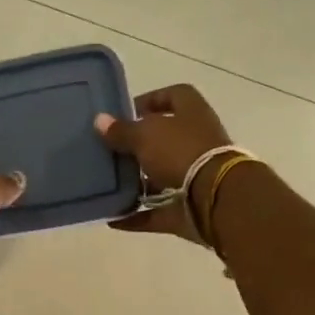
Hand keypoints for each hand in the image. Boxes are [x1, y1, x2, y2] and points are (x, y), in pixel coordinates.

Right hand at [93, 84, 233, 240]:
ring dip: (137, 183)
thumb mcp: (145, 135)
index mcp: (192, 114)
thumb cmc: (180, 152)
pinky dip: (136, 216)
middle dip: (138, 147)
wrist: (214, 197)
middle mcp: (196, 142)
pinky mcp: (188, 208)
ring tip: (107, 185)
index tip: (126, 112)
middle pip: (165, 140)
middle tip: (110, 151)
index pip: (174, 96)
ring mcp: (195, 177)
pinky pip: (157, 212)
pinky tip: (112, 218)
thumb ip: (121, 130)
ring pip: (161, 178)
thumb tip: (99, 121)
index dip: (151, 100)